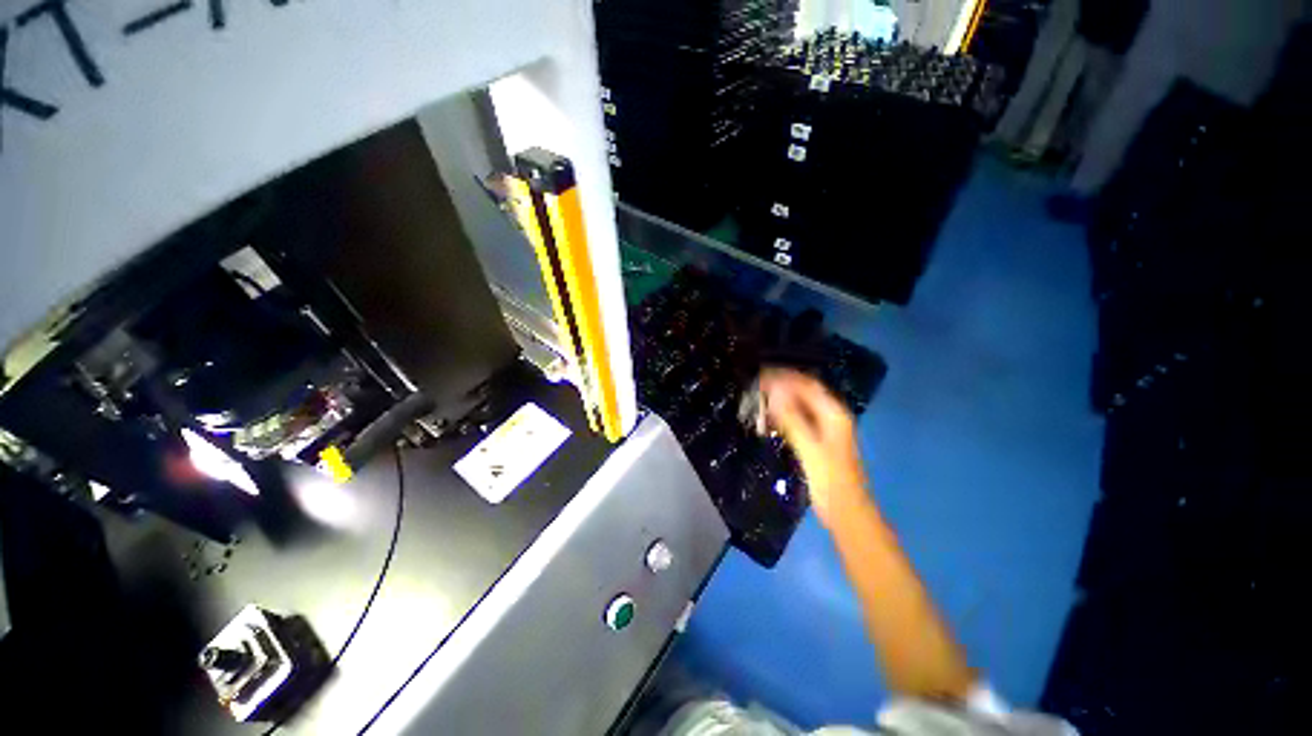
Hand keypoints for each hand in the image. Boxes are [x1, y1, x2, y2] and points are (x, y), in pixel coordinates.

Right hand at [759, 369, 869, 525]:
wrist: (845, 511)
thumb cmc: (829, 479)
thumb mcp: (809, 447)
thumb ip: (792, 419)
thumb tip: (773, 393)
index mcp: (834, 414)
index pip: (807, 385)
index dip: (785, 377)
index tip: (762, 375)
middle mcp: (831, 416)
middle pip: (804, 393)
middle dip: (781, 387)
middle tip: (756, 385)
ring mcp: (825, 429)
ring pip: (799, 406)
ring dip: (781, 401)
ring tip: (759, 399)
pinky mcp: (817, 441)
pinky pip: (797, 420)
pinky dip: (783, 416)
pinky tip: (769, 419)